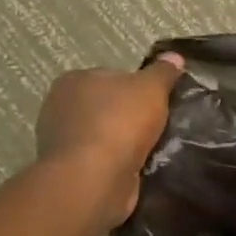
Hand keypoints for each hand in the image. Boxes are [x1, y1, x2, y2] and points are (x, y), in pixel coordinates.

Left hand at [35, 54, 183, 228]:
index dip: (139, 87)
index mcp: (75, 80)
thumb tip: (175, 56)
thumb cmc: (119, 123)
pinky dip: (120, 164)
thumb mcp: (151, 88)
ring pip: (107, 135)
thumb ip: (163, 72)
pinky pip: (104, 161)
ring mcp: (62, 142)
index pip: (113, 77)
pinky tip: (141, 167)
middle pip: (109, 106)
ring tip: (156, 148)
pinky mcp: (71, 171)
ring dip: (127, 142)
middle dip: (132, 116)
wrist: (94, 180)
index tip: (159, 101)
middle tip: (162, 124)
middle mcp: (61, 108)